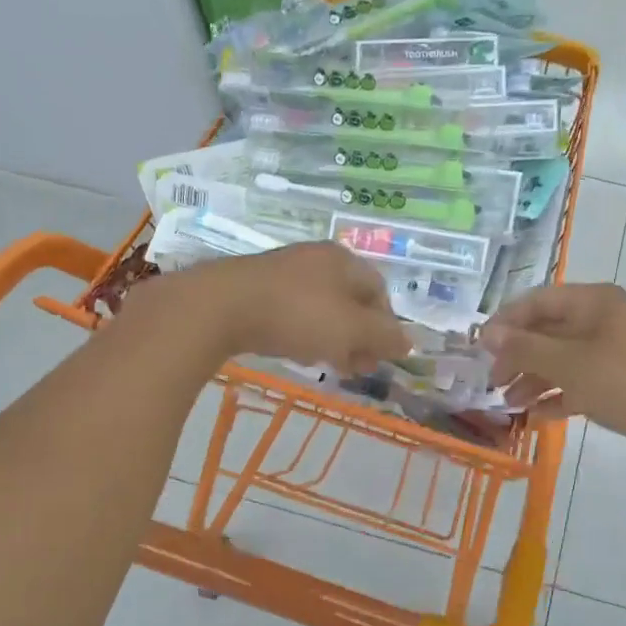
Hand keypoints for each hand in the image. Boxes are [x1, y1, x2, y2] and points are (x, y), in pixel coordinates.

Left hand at [133, 242, 412, 373]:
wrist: (218, 307)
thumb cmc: (296, 315)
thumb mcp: (351, 329)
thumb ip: (384, 336)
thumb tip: (408, 342)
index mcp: (343, 260)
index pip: (379, 292)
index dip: (386, 326)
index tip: (381, 357)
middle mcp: (316, 259)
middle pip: (350, 300)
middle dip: (359, 336)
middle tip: (357, 367)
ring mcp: (283, 271)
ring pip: (321, 307)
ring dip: (331, 338)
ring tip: (327, 365)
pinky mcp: (255, 288)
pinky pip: (292, 311)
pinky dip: (302, 332)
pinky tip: (294, 352)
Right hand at [479, 283, 625, 447]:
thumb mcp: (570, 364)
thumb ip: (526, 348)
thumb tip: (488, 334)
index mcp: (593, 301)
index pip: (537, 301)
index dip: (506, 322)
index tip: (480, 350)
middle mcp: (603, 319)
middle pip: (549, 330)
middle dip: (518, 355)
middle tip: (493, 382)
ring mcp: (615, 350)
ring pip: (563, 358)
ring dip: (535, 378)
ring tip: (510, 404)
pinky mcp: (623, 379)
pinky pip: (581, 381)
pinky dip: (559, 394)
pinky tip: (537, 416)